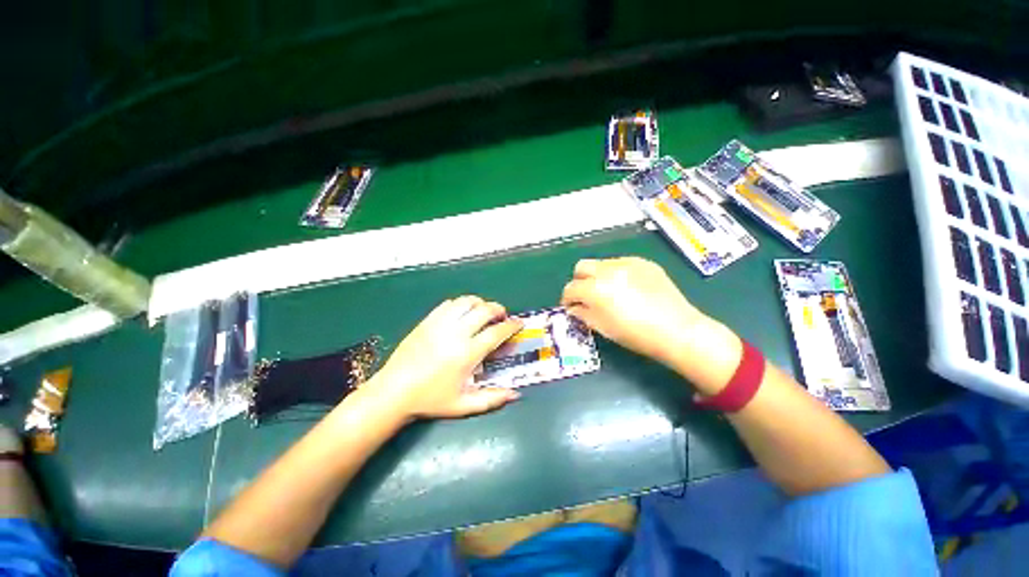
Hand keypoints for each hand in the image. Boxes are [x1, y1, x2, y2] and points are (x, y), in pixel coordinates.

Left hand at [370, 296, 523, 420]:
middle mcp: (456, 333)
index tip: (519, 323)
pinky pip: (448, 304)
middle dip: (498, 309)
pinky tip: (462, 313)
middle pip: (484, 310)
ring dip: (480, 303)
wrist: (394, 392)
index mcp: (468, 353)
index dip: (512, 325)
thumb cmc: (430, 400)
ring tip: (483, 312)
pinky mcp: (427, 321)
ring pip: (466, 302)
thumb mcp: (463, 405)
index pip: (497, 332)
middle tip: (502, 316)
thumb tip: (515, 394)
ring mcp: (440, 324)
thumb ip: (492, 399)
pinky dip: (461, 304)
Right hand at [560, 257, 741, 394]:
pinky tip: (628, 288)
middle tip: (586, 296)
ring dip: (598, 276)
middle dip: (579, 281)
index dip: (567, 299)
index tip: (571, 306)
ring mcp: (627, 263)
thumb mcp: (602, 327)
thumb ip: (582, 314)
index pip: (570, 288)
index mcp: (594, 289)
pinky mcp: (643, 262)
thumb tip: (573, 307)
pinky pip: (622, 263)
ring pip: (601, 263)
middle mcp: (607, 270)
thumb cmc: (635, 334)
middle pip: (581, 267)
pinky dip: (617, 273)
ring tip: (610, 291)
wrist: (676, 330)